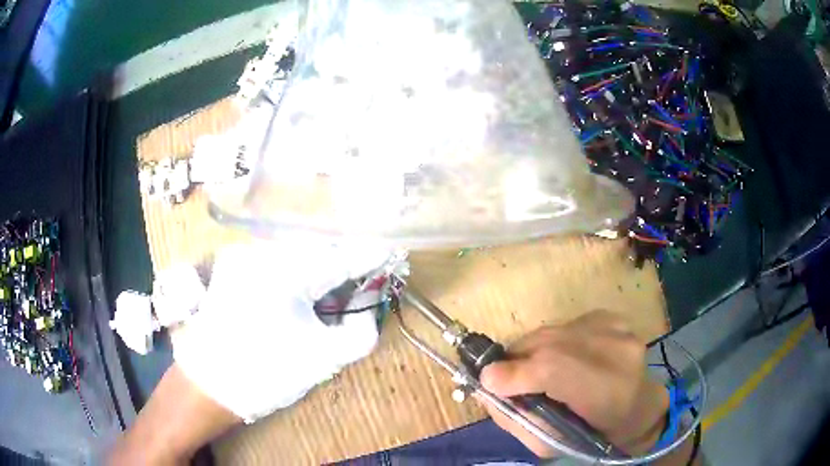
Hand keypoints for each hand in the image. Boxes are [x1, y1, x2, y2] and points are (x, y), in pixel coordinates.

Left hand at [173, 239, 390, 422]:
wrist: (210, 383)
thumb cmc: (267, 373)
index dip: (368, 257)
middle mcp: (263, 251)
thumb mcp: (323, 359)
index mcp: (286, 273)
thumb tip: (367, 309)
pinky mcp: (233, 265)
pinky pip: (275, 258)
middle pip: (318, 248)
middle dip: (343, 261)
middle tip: (361, 279)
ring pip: (296, 250)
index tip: (390, 254)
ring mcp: (244, 255)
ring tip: (332, 288)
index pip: (340, 257)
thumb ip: (359, 333)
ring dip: (319, 265)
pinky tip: (301, 290)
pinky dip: (296, 269)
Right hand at [478, 310, 668, 457]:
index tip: (487, 381)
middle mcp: (617, 351)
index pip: (556, 370)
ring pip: (553, 331)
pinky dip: (553, 342)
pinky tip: (563, 358)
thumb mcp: (551, 443)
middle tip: (504, 379)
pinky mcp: (611, 317)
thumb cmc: (595, 433)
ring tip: (535, 371)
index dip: (517, 373)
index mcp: (608, 393)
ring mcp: (617, 328)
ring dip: (534, 351)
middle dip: (517, 361)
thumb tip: (487, 388)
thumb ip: (516, 418)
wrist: (639, 406)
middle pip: (549, 344)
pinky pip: (565, 325)